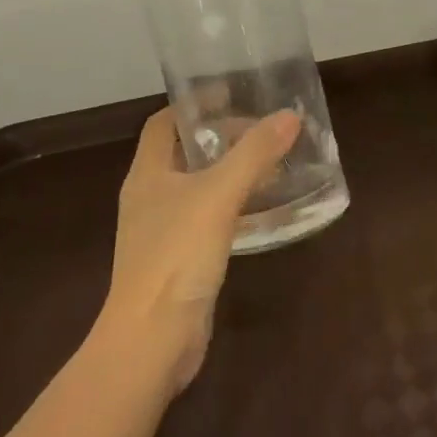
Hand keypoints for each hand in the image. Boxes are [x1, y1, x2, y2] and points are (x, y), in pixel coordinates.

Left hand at [100, 107, 299, 391]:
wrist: (152, 341)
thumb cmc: (176, 256)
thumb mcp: (219, 195)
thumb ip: (254, 153)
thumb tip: (289, 116)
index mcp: (147, 174)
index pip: (163, 123)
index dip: (192, 105)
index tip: (229, 95)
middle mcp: (149, 198)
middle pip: (182, 153)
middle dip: (218, 138)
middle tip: (260, 130)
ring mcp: (161, 232)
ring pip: (196, 187)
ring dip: (227, 172)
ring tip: (267, 162)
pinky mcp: (178, 261)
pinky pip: (206, 219)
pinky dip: (230, 206)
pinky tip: (259, 210)